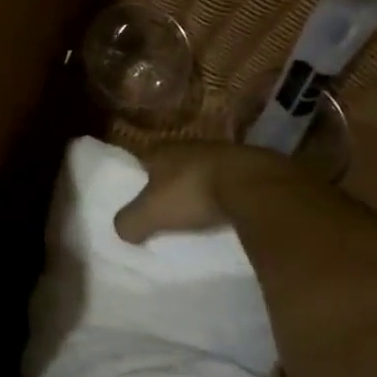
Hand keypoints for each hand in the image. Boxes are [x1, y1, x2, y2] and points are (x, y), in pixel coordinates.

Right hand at [114, 140, 322, 242]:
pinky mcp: (251, 168)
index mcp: (161, 150)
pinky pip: (230, 181)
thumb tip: (122, 231)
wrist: (254, 185)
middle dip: (171, 180)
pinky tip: (227, 209)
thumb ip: (131, 221)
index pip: (143, 158)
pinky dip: (226, 193)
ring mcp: (223, 154)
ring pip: (203, 170)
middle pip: (174, 163)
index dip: (139, 174)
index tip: (138, 191)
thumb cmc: (193, 193)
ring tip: (197, 208)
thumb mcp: (152, 213)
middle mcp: (189, 145)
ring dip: (200, 186)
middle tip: (167, 203)